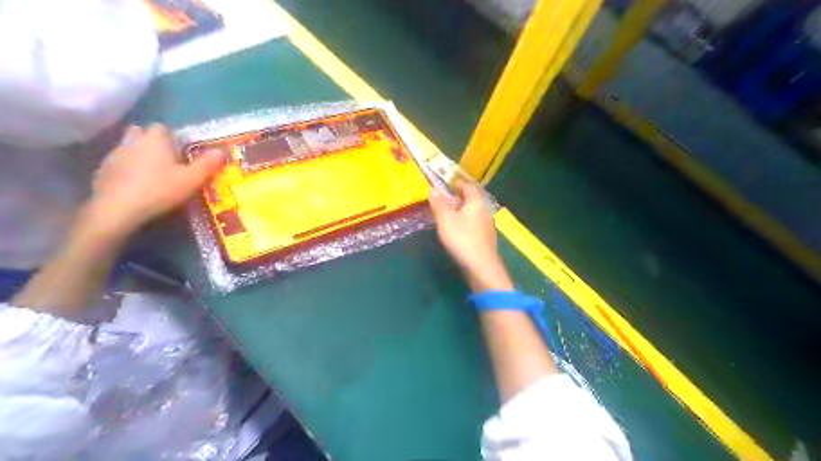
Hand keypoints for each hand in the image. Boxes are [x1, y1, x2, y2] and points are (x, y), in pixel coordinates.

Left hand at [83, 123, 224, 237]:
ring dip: (139, 156)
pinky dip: (127, 171)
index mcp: (155, 140)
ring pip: (128, 148)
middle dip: (152, 142)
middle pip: (141, 133)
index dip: (172, 137)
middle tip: (166, 160)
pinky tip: (136, 186)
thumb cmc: (160, 190)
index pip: (163, 127)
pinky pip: (118, 165)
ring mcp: (114, 155)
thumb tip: (222, 152)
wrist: (117, 209)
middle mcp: (132, 141)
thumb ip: (208, 165)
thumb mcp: (192, 180)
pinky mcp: (102, 171)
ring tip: (153, 175)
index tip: (181, 151)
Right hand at [430, 180, 510, 290]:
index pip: (468, 187)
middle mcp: (485, 211)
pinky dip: (466, 224)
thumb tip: (434, 189)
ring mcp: (488, 227)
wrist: (481, 266)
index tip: (449, 183)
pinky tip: (459, 231)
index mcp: (476, 203)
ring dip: (463, 212)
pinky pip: (475, 226)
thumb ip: (439, 204)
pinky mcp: (486, 240)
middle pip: (473, 200)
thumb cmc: (462, 238)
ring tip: (450, 215)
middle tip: (447, 199)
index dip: (459, 184)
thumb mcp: (445, 219)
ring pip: (474, 214)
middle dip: (460, 198)